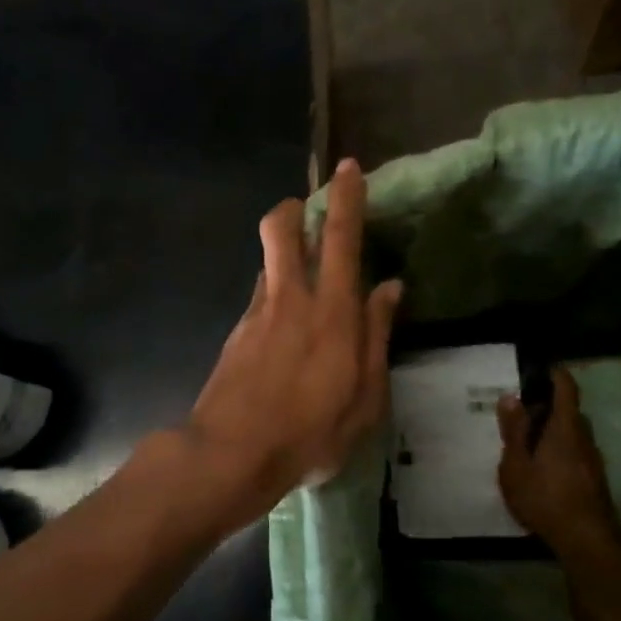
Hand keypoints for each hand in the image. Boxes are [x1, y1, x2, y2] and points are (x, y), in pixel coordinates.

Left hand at [179, 158, 401, 527]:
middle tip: (307, 212)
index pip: (340, 238)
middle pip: (281, 229)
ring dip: (283, 254)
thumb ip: (377, 336)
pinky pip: (259, 296)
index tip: (348, 168)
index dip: (345, 198)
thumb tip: (390, 288)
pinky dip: (274, 294)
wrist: (230, 453)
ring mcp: (256, 313)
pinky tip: (284, 331)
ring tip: (303, 278)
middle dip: (293, 208)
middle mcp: (290, 299)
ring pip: (268, 261)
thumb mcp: (365, 397)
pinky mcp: (235, 334)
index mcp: (332, 311)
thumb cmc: (310, 432)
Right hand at [496, 368, 620, 548]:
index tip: (542, 369)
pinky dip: (559, 450)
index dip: (556, 375)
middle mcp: (584, 438)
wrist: (586, 540)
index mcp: (564, 428)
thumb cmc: (545, 496)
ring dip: (553, 431)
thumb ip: (514, 430)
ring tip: (527, 441)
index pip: (567, 389)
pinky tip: (542, 468)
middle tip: (521, 411)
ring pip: (573, 434)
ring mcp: (593, 461)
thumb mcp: (516, 464)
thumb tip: (512, 397)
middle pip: (570, 412)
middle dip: (548, 407)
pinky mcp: (594, 480)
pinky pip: (575, 452)